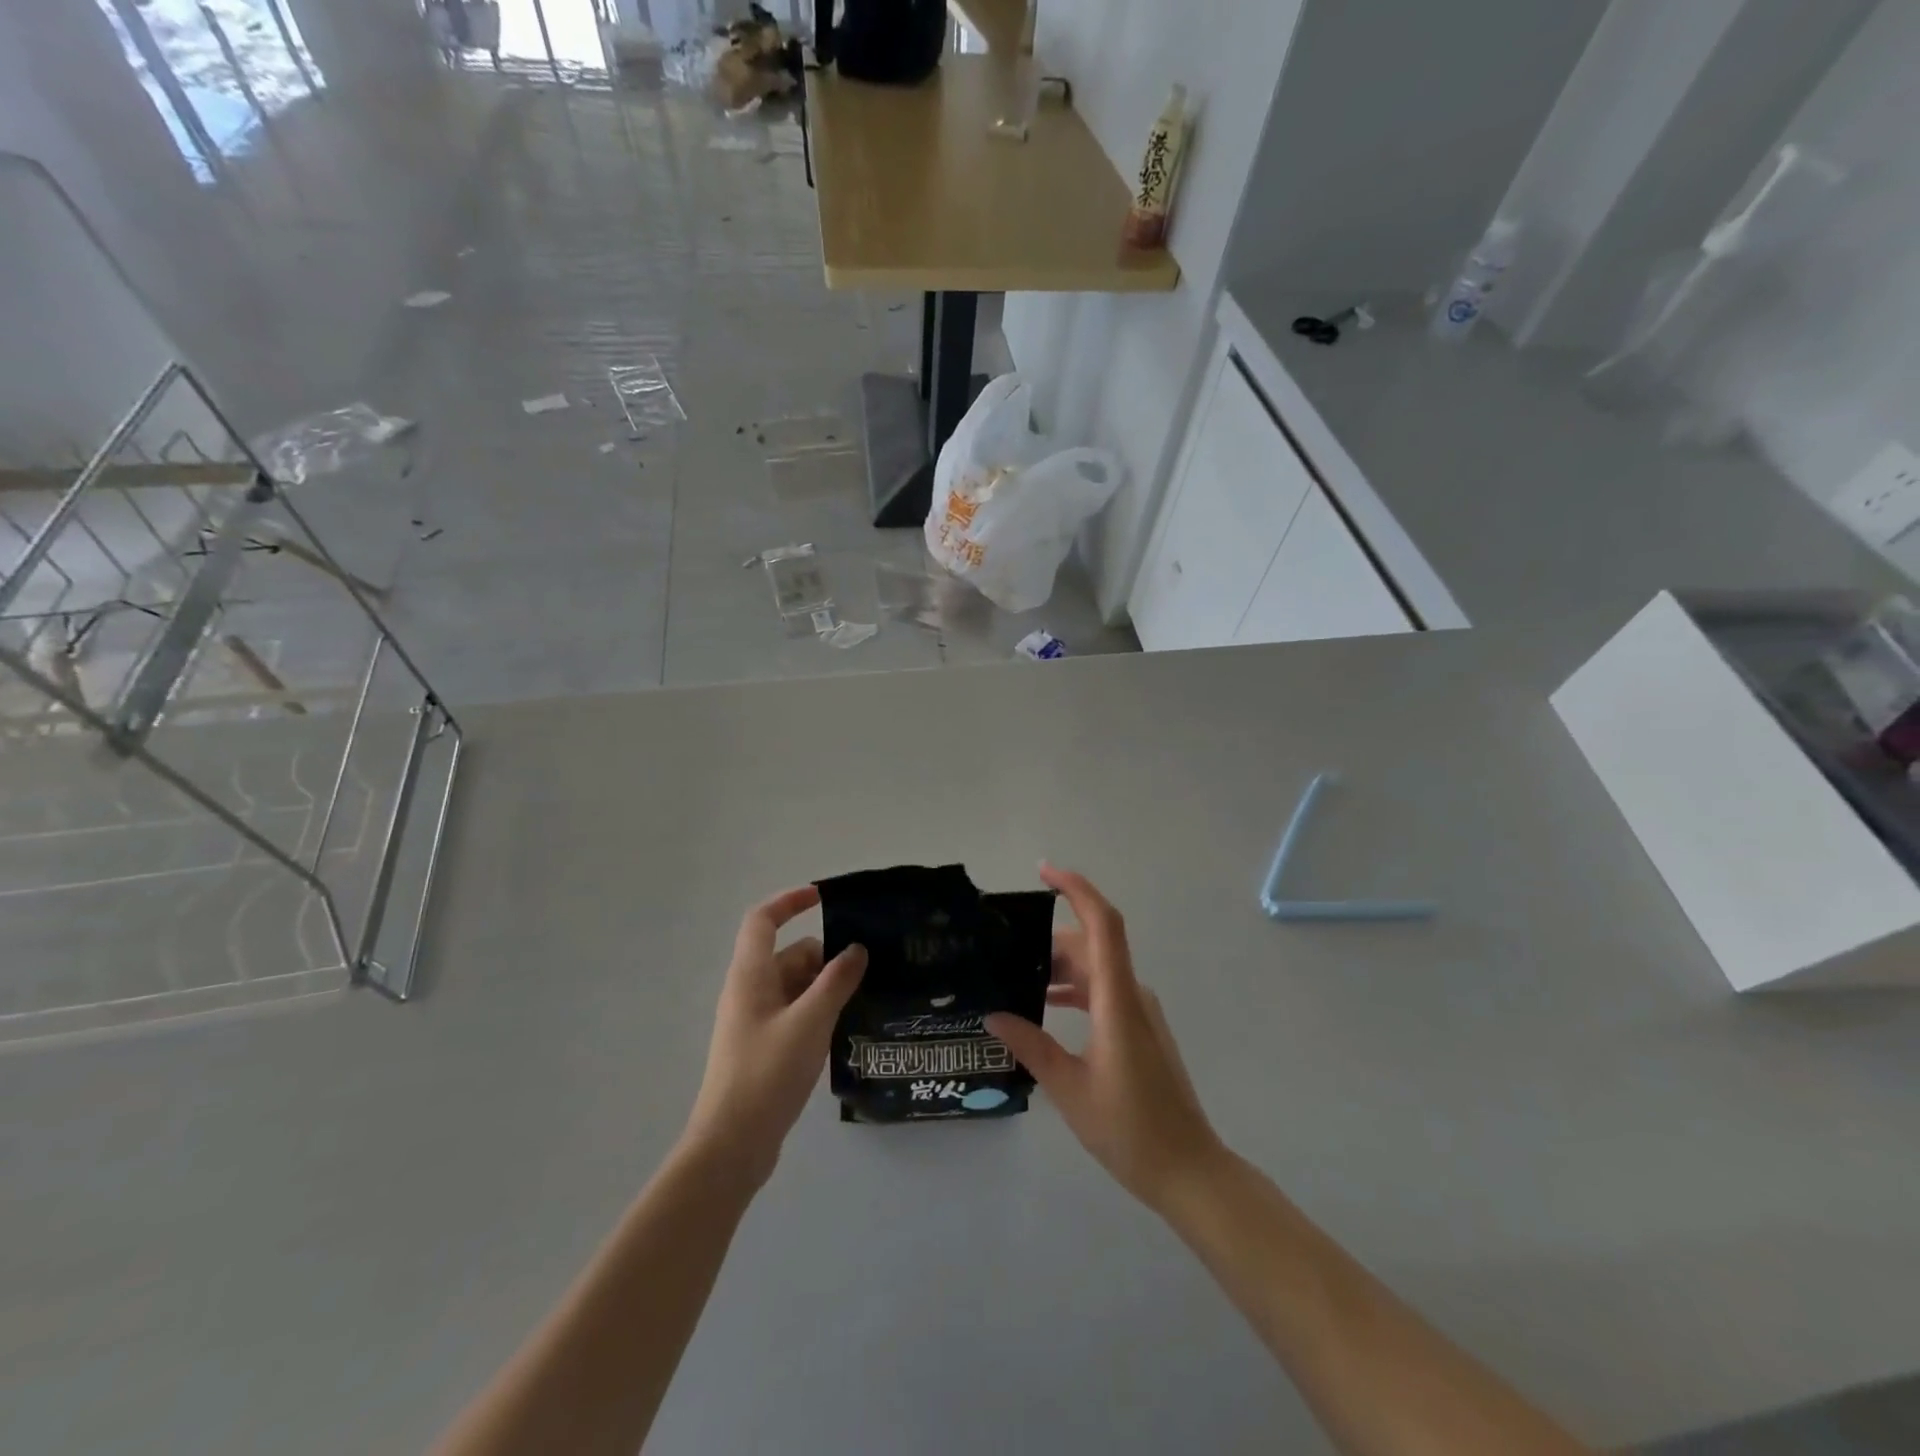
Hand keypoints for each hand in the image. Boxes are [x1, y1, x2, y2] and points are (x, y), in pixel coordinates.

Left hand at [684, 886, 866, 1188]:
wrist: (732, 1145)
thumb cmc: (767, 1074)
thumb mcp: (810, 1022)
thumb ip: (836, 981)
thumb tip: (856, 949)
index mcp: (750, 976)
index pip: (763, 920)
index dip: (789, 901)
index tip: (823, 896)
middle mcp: (749, 991)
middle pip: (788, 954)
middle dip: (825, 957)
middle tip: (865, 972)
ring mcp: (755, 1021)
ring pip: (795, 986)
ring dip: (825, 987)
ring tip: (862, 1001)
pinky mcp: (763, 1047)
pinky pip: (795, 1012)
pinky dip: (818, 1011)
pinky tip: (844, 1029)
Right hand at [985, 866, 1222, 1212]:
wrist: (1189, 1171)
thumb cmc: (1130, 1130)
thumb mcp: (1069, 1089)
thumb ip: (1031, 1046)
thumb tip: (994, 1014)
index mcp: (1117, 1000)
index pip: (1103, 924)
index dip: (1076, 889)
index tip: (1044, 872)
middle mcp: (1132, 995)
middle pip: (1092, 945)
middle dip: (1049, 940)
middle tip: (1004, 950)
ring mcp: (1140, 1011)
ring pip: (1096, 969)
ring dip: (1060, 967)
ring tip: (1016, 979)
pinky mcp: (1141, 1029)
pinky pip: (1103, 990)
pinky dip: (1074, 988)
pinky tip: (1045, 1007)